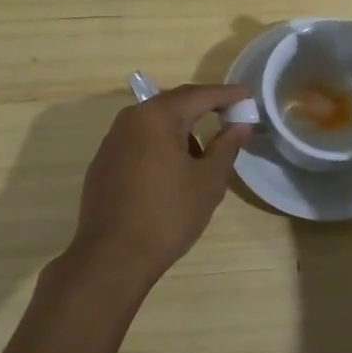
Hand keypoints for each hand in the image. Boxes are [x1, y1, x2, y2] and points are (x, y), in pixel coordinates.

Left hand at [62, 83, 251, 294]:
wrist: (112, 257)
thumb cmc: (168, 215)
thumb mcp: (208, 181)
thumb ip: (226, 146)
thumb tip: (240, 126)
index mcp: (158, 116)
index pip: (200, 95)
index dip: (227, 94)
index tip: (247, 95)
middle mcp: (131, 118)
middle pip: (174, 103)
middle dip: (204, 107)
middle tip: (230, 114)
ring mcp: (113, 140)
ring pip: (154, 122)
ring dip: (181, 129)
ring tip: (202, 154)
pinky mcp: (104, 162)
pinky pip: (139, 140)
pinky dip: (160, 144)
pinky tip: (172, 171)